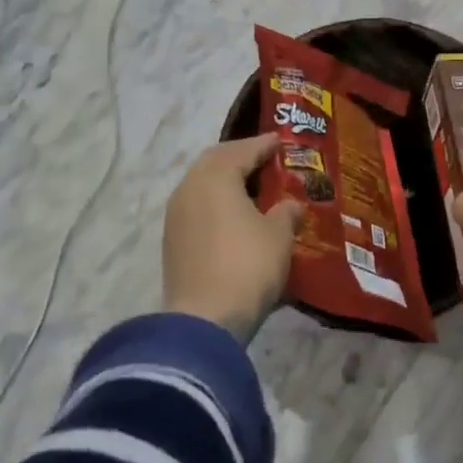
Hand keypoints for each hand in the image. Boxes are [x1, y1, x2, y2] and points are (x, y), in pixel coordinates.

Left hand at [163, 134, 303, 342]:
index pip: (242, 150)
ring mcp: (176, 217)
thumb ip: (286, 211)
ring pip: (203, 186)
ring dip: (226, 182)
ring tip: (252, 188)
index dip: (264, 145)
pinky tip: (235, 216)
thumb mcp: (279, 235)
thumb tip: (290, 205)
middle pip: (215, 162)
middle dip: (240, 158)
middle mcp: (189, 188)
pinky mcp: (173, 242)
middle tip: (265, 160)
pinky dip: (217, 204)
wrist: (204, 321)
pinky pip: (198, 208)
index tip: (281, 141)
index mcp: (215, 177)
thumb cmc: (247, 265)